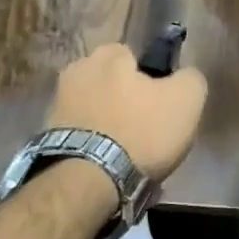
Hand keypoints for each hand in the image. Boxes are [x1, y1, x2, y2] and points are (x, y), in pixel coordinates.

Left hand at [46, 44, 208, 182]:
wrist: (89, 182)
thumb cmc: (141, 131)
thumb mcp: (187, 99)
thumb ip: (190, 78)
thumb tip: (184, 77)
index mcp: (106, 57)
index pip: (132, 56)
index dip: (150, 78)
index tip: (161, 103)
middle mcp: (75, 73)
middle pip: (111, 85)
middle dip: (127, 103)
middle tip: (148, 133)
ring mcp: (56, 108)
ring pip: (97, 114)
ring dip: (112, 130)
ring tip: (132, 160)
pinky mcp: (47, 141)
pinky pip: (83, 140)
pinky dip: (97, 152)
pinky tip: (113, 172)